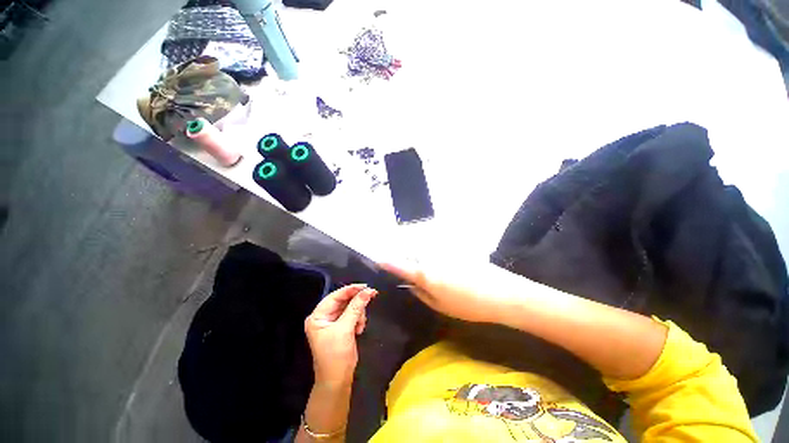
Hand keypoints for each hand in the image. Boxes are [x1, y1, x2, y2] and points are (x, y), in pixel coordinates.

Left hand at [305, 284, 376, 387]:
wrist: (338, 380)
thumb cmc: (336, 355)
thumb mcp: (345, 329)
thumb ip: (356, 308)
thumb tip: (368, 291)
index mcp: (318, 316)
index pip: (335, 296)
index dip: (350, 290)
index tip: (365, 286)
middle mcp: (324, 316)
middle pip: (343, 301)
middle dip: (356, 303)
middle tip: (371, 297)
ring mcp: (333, 322)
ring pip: (350, 307)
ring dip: (358, 314)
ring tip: (360, 326)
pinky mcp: (341, 327)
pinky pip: (353, 315)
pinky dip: (358, 320)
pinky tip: (359, 330)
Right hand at [379, 260, 520, 323]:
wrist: (502, 293)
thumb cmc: (469, 305)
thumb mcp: (440, 306)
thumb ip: (421, 293)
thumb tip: (410, 284)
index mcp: (426, 274)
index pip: (400, 265)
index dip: (388, 263)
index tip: (379, 260)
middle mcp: (432, 258)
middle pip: (412, 254)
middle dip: (407, 261)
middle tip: (410, 274)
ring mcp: (445, 252)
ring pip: (425, 252)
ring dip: (421, 259)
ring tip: (431, 274)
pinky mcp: (456, 249)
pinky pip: (438, 251)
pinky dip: (435, 257)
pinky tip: (447, 270)